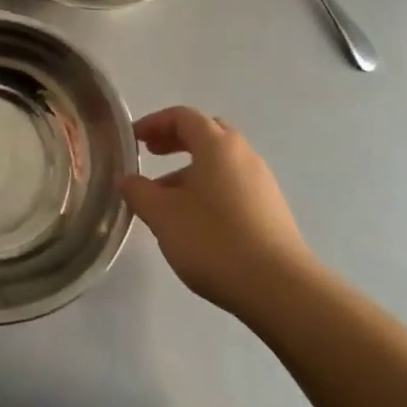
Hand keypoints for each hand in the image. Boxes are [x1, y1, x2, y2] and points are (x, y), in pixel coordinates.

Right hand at [123, 107, 315, 318]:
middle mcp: (243, 155)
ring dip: (192, 169)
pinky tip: (197, 220)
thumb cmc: (214, 241)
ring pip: (221, 162)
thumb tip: (125, 179)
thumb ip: (138, 192)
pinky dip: (211, 188)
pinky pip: (235, 184)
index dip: (154, 122)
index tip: (134, 138)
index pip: (183, 116)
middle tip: (152, 155)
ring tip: (168, 197)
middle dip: (176, 140)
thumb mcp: (163, 216)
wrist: (281, 290)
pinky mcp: (272, 210)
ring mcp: (262, 182)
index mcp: (217, 145)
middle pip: (206, 133)